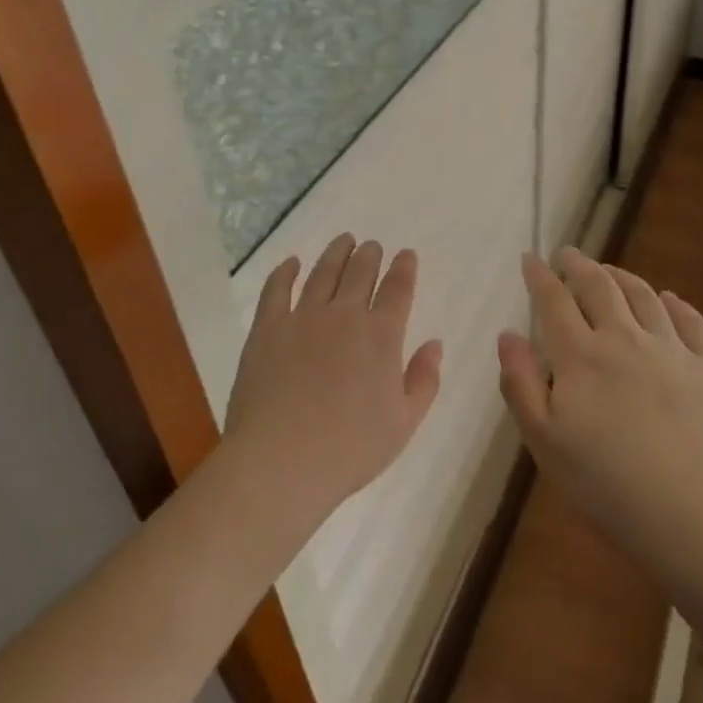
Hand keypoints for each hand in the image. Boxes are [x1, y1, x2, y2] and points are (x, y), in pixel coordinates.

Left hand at [224, 234, 443, 519]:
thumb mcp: (404, 423)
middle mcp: (344, 315)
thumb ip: (424, 380)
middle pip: (360, 272)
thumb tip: (434, 344)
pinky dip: (286, 271)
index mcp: (381, 335)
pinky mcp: (267, 328)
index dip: (404, 268)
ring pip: (323, 272)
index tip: (406, 254)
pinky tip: (292, 263)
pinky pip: (277, 289)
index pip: (398, 289)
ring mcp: (302, 317)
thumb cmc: (350, 448)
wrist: (281, 461)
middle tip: (372, 245)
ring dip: (336, 253)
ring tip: (344, 240)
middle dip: (370, 255)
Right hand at [498, 248, 702, 576]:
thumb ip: (521, 385)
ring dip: (622, 277)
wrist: (700, 516)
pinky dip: (676, 304)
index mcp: (581, 357)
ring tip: (609, 271)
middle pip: (599, 287)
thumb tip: (508, 335)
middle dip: (579, 266)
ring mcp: (671, 350)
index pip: (554, 302)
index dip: (540, 276)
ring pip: (643, 296)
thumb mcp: (546, 444)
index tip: (530, 258)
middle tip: (568, 254)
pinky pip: (690, 322)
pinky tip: (669, 299)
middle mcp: (624, 339)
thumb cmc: (609, 486)